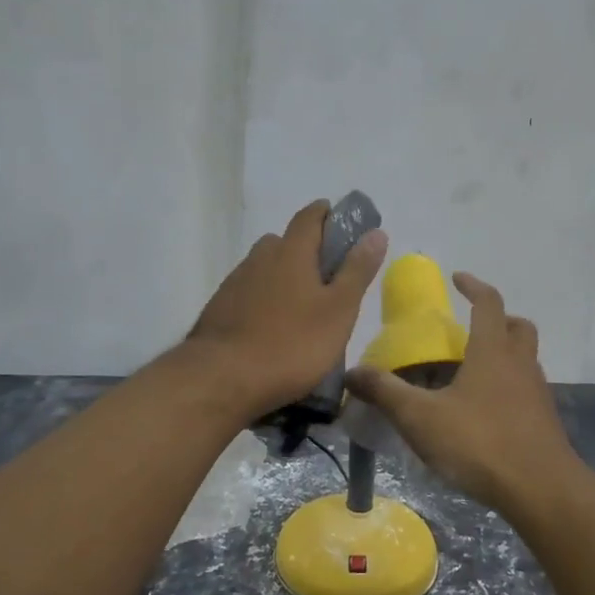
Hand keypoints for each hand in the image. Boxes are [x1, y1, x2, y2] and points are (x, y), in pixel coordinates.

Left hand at [187, 199, 387, 415]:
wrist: (222, 379)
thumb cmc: (292, 344)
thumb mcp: (339, 310)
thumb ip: (357, 270)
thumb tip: (376, 233)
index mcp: (291, 252)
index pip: (310, 217)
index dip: (326, 214)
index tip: (341, 223)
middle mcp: (260, 258)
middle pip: (284, 242)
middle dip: (305, 250)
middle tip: (326, 276)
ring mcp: (234, 283)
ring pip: (264, 268)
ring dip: (282, 276)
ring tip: (300, 306)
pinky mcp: (218, 310)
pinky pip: (247, 293)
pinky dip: (262, 300)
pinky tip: (271, 327)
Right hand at [346, 273, 579, 514]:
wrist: (541, 490)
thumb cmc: (480, 442)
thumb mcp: (421, 418)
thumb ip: (386, 392)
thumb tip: (351, 372)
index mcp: (492, 351)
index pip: (489, 303)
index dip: (474, 286)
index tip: (458, 278)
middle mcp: (520, 364)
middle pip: (518, 327)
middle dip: (498, 319)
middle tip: (472, 328)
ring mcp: (537, 393)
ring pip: (526, 358)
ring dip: (506, 353)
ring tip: (474, 372)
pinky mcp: (545, 421)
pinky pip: (528, 389)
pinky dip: (510, 386)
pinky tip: (487, 411)